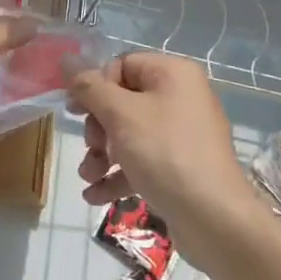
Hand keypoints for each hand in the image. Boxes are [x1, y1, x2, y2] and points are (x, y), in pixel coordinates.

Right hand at [69, 52, 264, 267]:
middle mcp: (181, 97)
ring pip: (129, 134)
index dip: (96, 87)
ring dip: (101, 154)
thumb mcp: (120, 115)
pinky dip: (119, 175)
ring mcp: (182, 134)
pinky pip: (143, 160)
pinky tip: (95, 196)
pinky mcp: (180, 167)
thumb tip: (66, 60)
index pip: (121, 65)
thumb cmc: (165, 153)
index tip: (77, 111)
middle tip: (91, 147)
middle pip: (123, 101)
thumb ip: (89, 87)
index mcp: (173, 74)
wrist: (214, 219)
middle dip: (98, 128)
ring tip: (88, 176)